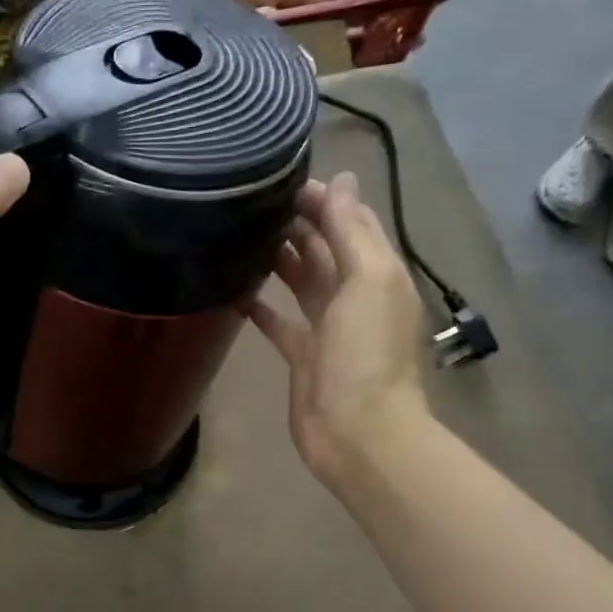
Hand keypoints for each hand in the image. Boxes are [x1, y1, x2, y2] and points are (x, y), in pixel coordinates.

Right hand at [246, 172, 429, 487]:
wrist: (357, 432)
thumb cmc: (366, 354)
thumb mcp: (367, 281)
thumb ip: (352, 231)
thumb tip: (341, 179)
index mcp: (378, 274)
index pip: (352, 223)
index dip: (324, 199)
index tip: (282, 180)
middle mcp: (355, 296)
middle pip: (326, 250)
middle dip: (299, 225)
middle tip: (254, 204)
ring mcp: (328, 329)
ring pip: (302, 283)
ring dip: (280, 260)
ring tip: (243, 235)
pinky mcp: (303, 357)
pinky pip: (280, 323)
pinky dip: (261, 307)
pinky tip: (234, 292)